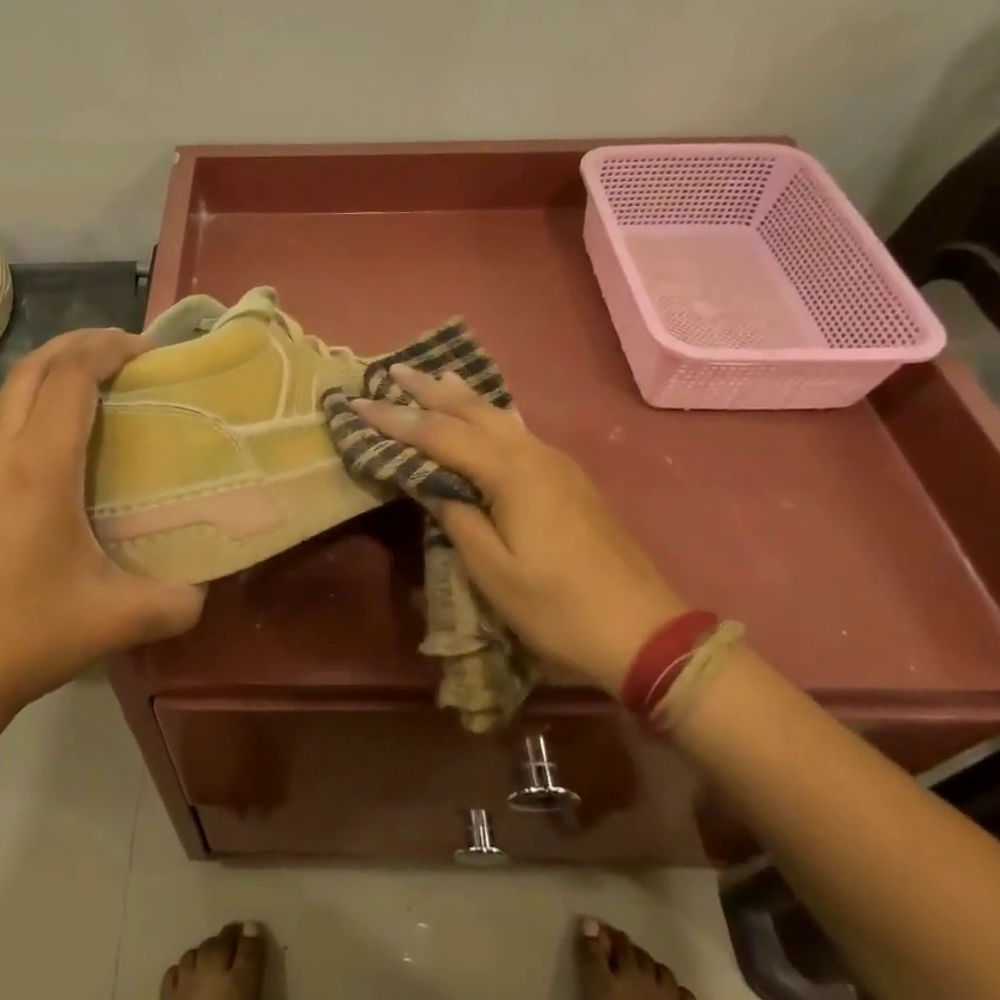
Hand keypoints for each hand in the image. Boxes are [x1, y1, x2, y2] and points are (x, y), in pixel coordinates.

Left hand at [0, 329, 204, 731]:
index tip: (147, 350)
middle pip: (31, 370)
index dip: (108, 348)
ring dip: (51, 379)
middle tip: (124, 352)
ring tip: (98, 397)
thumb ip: (176, 602)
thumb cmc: (25, 638)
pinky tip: (61, 463)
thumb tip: (203, 590)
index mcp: (38, 471)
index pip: (69, 378)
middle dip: (77, 344)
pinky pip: (1, 438)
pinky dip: (35, 419)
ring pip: (9, 402)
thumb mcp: (117, 620)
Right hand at [354, 364, 686, 692]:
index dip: (397, 420)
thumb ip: (457, 518)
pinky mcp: (567, 479)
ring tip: (432, 377)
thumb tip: (429, 483)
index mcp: (513, 474)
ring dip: (460, 398)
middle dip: (430, 391)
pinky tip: (480, 416)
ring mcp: (556, 464)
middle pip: (473, 412)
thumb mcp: (494, 571)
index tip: (358, 403)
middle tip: (393, 371)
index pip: (441, 436)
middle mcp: (535, 455)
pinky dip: (487, 417)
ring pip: (499, 417)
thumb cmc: (557, 607)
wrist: (641, 629)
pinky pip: (516, 432)